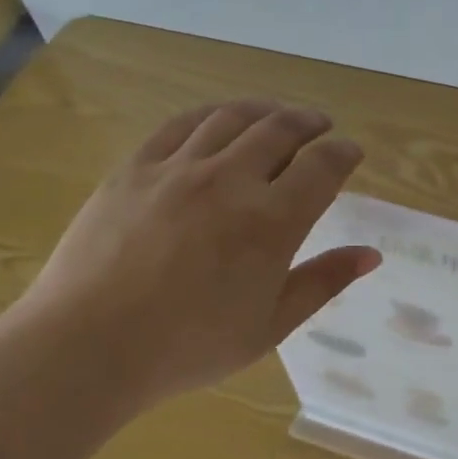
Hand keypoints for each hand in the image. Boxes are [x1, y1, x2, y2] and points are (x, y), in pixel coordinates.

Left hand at [9, 100, 379, 404]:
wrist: (86, 348)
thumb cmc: (188, 346)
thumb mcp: (270, 325)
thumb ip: (324, 282)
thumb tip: (371, 254)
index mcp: (271, 221)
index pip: (323, 166)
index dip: (345, 153)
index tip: (352, 153)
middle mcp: (231, 180)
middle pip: (282, 129)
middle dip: (311, 123)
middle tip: (321, 127)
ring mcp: (179, 168)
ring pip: (234, 118)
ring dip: (266, 111)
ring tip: (278, 116)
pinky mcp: (136, 167)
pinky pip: (181, 124)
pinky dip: (211, 114)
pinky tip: (219, 120)